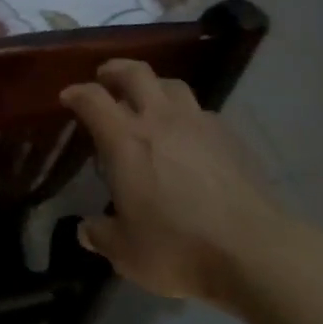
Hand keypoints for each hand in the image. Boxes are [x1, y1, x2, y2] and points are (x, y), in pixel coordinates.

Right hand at [60, 60, 280, 303]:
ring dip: (154, 87)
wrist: (254, 251)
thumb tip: (86, 230)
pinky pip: (202, 113)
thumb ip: (101, 235)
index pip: (93, 98)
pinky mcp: (231, 137)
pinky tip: (189, 138)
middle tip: (105, 79)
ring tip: (148, 103)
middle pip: (135, 73)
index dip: (76, 93)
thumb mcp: (126, 252)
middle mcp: (160, 120)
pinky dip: (187, 116)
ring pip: (172, 85)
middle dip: (115, 70)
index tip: (68, 97)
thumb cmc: (178, 248)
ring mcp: (200, 124)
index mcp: (126, 140)